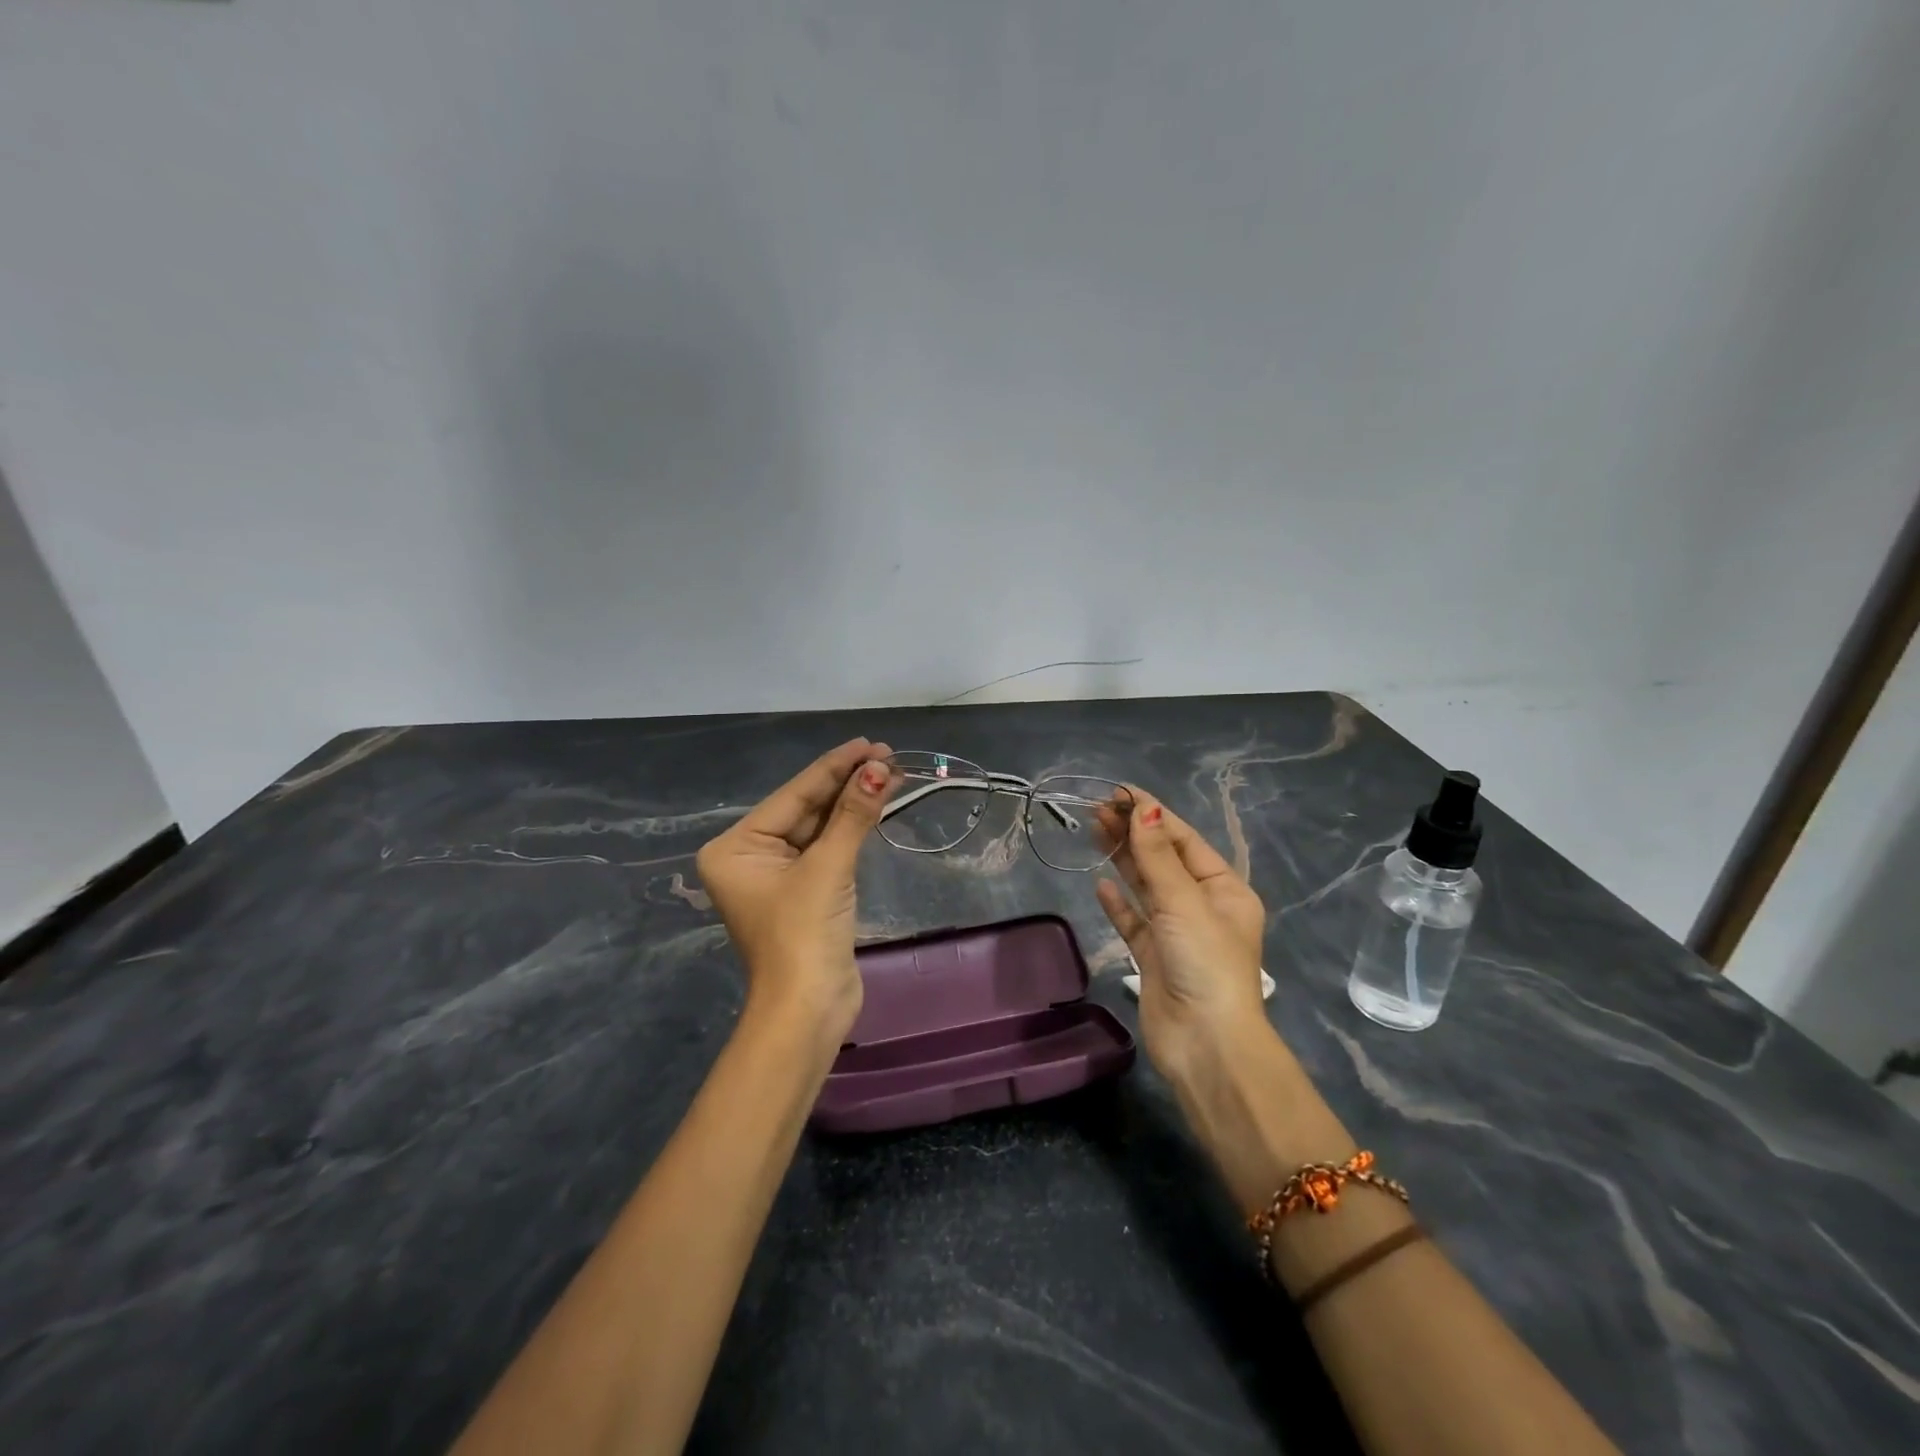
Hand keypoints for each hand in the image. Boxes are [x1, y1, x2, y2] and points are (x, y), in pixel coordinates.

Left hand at [695, 738, 893, 1039]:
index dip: (834, 767)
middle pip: (805, 808)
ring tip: (890, 773)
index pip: (793, 795)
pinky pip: (827, 848)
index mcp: (735, 847)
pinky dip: (851, 829)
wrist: (808, 1010)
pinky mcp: (804, 892)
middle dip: (846, 783)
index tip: (869, 743)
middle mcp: (749, 856)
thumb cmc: (804, 934)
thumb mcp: (828, 868)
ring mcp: (778, 875)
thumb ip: (853, 814)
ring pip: (819, 827)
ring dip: (853, 803)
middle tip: (887, 756)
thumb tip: (880, 767)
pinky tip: (875, 804)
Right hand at [1095, 791, 1269, 1080]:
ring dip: (1123, 859)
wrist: (1204, 1043)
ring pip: (1146, 886)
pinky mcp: (1154, 957)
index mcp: (1224, 889)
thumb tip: (1144, 807)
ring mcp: (1176, 933)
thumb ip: (1157, 855)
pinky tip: (1101, 884)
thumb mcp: (1183, 901)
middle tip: (1096, 809)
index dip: (1153, 814)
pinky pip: (1134, 921)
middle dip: (1133, 832)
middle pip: (1163, 859)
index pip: (1184, 840)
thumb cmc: (1204, 962)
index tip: (1119, 792)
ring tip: (1093, 830)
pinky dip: (1119, 902)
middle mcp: (1202, 907)